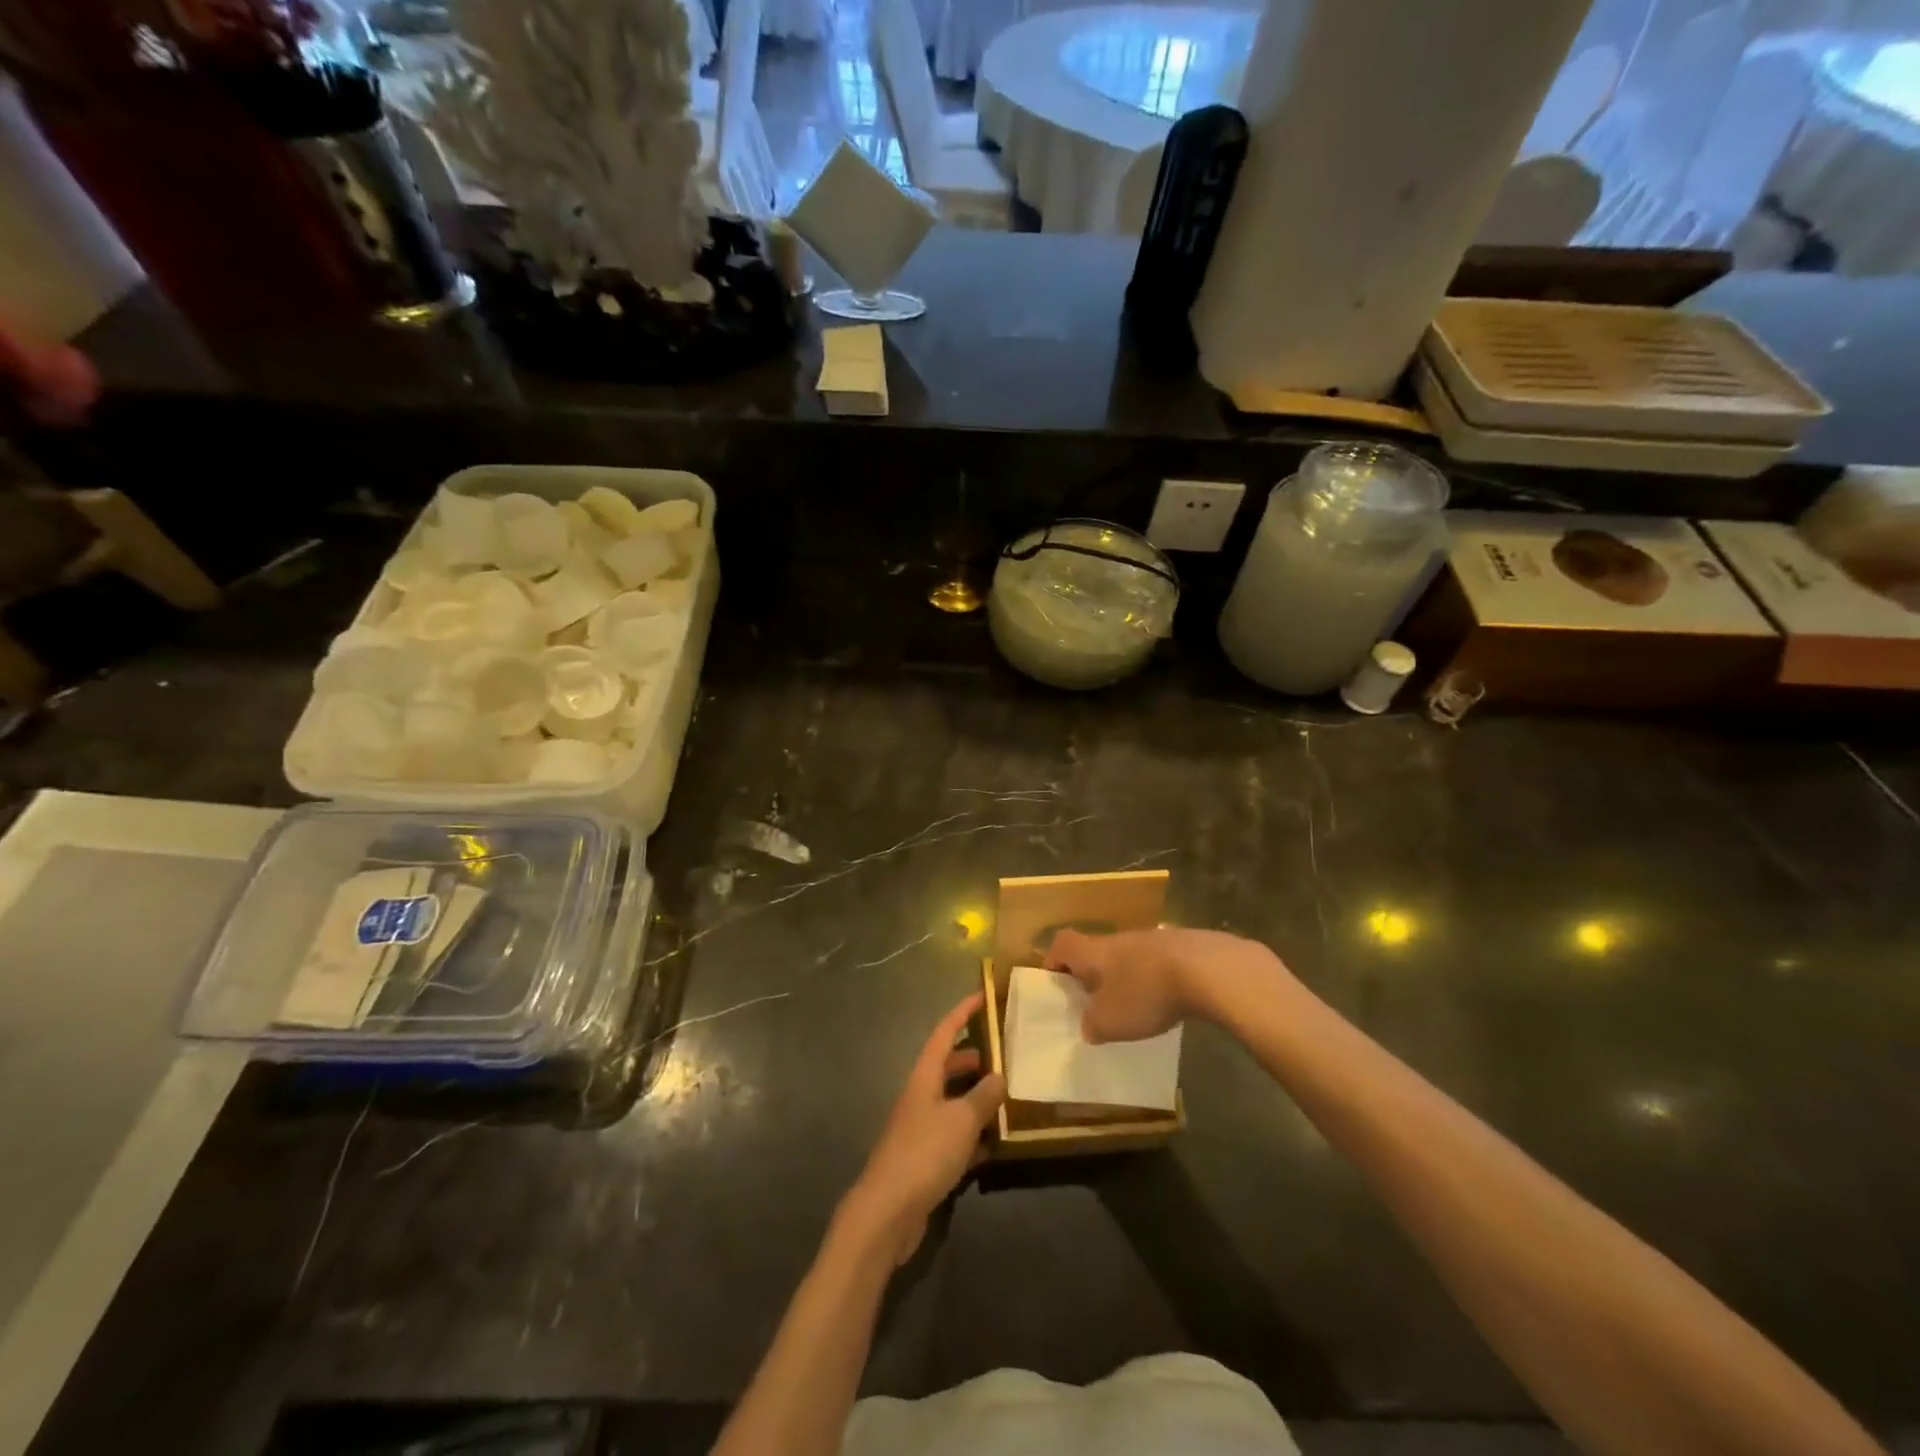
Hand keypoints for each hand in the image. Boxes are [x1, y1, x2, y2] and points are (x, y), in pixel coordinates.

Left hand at [844, 994, 1004, 1264]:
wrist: (887, 1212)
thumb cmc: (924, 1153)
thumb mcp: (961, 1120)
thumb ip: (982, 1097)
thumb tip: (999, 1076)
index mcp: (924, 1078)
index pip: (943, 1034)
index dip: (962, 1013)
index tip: (982, 996)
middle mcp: (920, 1097)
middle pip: (947, 1067)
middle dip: (973, 1057)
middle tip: (1004, 1054)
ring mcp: (921, 1129)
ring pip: (952, 1102)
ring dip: (976, 1097)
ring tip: (1007, 1096)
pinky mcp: (925, 1160)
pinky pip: (954, 1136)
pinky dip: (973, 1135)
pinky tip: (995, 1144)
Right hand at [1046, 927, 1281, 1042]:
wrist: (1207, 969)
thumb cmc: (1145, 993)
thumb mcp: (1109, 1022)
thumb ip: (1092, 1025)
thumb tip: (1089, 1025)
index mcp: (1093, 951)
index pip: (1062, 945)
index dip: (1054, 962)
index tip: (1055, 985)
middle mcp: (1118, 939)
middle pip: (1096, 950)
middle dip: (1093, 975)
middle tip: (1095, 1004)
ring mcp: (1152, 939)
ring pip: (1128, 956)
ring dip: (1126, 978)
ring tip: (1134, 1007)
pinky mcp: (1183, 946)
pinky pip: (1158, 962)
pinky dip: (1156, 979)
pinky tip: (1168, 1002)